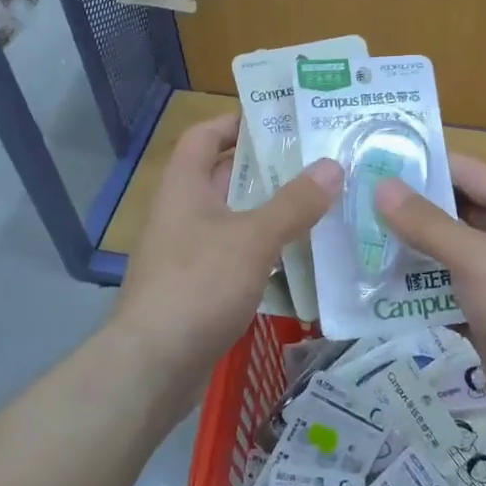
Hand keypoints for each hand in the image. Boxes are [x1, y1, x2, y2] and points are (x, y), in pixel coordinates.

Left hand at [112, 112, 341, 385]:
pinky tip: (301, 256)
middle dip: (268, 168)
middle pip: (226, 177)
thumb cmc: (198, 285)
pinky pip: (237, 255)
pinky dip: (265, 250)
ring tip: (322, 203)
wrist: (152, 366)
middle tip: (318, 161)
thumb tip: (333, 166)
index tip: (280, 120)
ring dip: (272, 211)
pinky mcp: (199, 288)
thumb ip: (293, 203)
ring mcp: (189, 253)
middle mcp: (183, 213)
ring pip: (236, 219)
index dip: (236, 122)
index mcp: (184, 187)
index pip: (205, 136)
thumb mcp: (252, 239)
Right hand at [375, 154, 485, 443]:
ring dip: (404, 252)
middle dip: (403, 210)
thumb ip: (426, 223)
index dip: (420, 164)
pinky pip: (441, 291)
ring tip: (352, 244)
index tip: (371, 163)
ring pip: (441, 253)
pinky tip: (373, 289)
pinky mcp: (482, 312)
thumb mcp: (476, 257)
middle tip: (351, 205)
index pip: (461, 169)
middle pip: (448, 211)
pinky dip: (414, 291)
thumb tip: (382, 186)